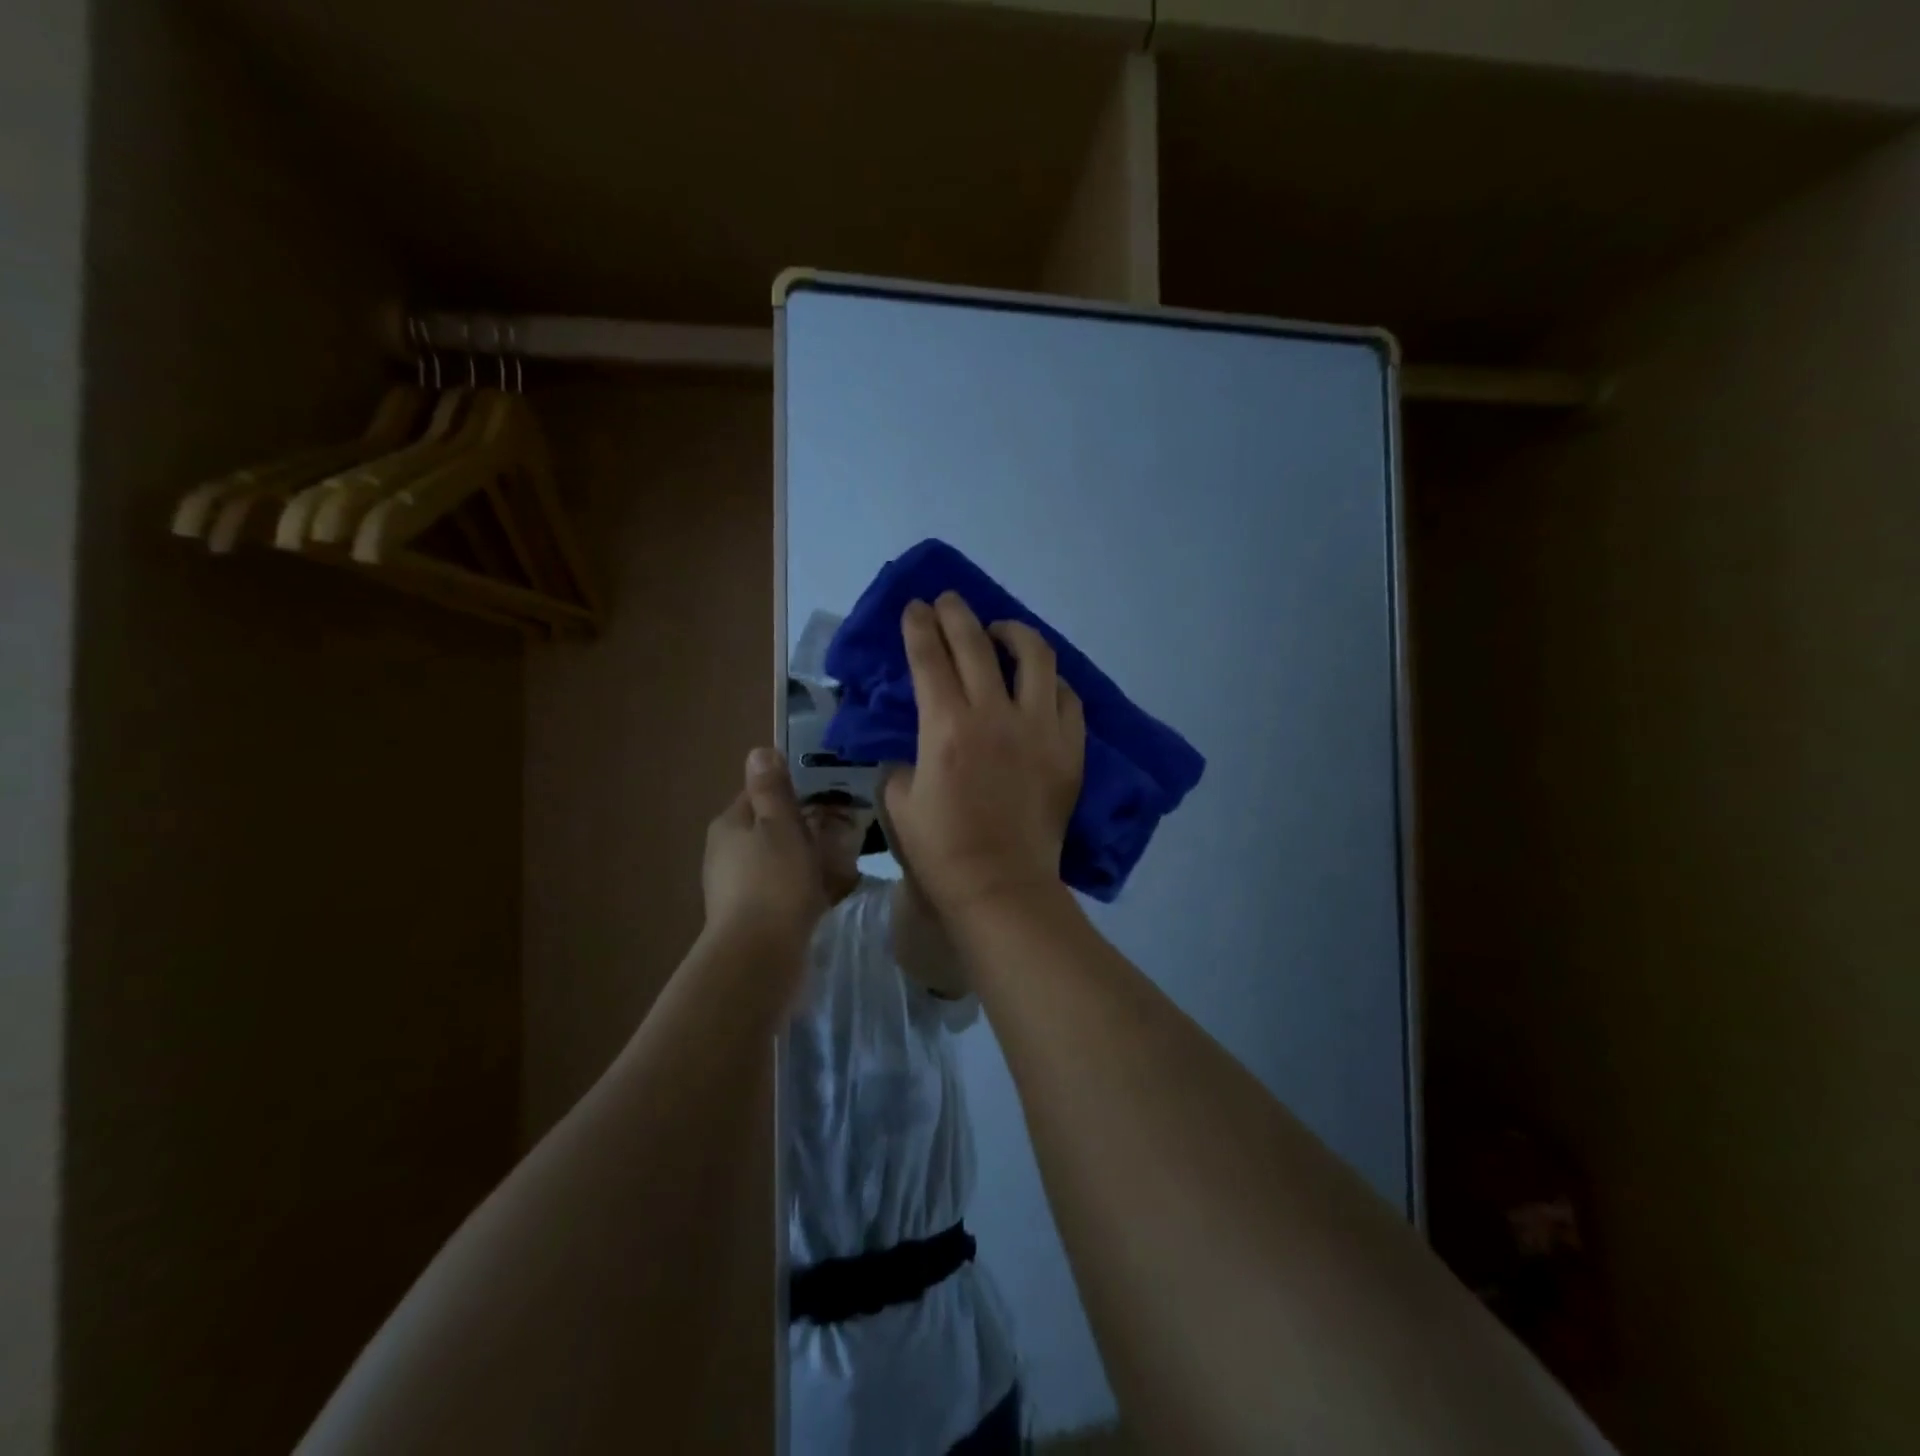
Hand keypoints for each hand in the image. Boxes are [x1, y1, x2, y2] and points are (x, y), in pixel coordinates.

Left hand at [703, 747, 825, 951]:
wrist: (758, 956)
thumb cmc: (774, 881)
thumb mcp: (780, 825)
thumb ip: (772, 789)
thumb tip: (758, 750)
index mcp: (729, 824)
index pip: (760, 794)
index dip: (794, 793)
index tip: (828, 799)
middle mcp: (724, 852)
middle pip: (769, 828)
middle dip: (802, 828)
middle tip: (840, 833)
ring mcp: (732, 887)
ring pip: (775, 860)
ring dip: (802, 859)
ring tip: (839, 864)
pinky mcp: (747, 916)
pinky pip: (778, 890)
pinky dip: (798, 887)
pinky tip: (822, 896)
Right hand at [882, 593, 1084, 920]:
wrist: (1002, 887)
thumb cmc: (942, 850)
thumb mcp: (898, 802)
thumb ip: (900, 762)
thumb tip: (916, 747)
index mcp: (946, 727)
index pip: (929, 657)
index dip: (919, 625)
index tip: (915, 606)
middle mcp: (995, 715)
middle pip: (976, 643)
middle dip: (956, 613)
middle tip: (948, 601)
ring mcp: (1039, 729)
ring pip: (1035, 657)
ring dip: (1013, 632)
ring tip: (1000, 632)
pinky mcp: (1070, 748)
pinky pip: (1066, 697)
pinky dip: (1050, 680)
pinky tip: (1039, 681)